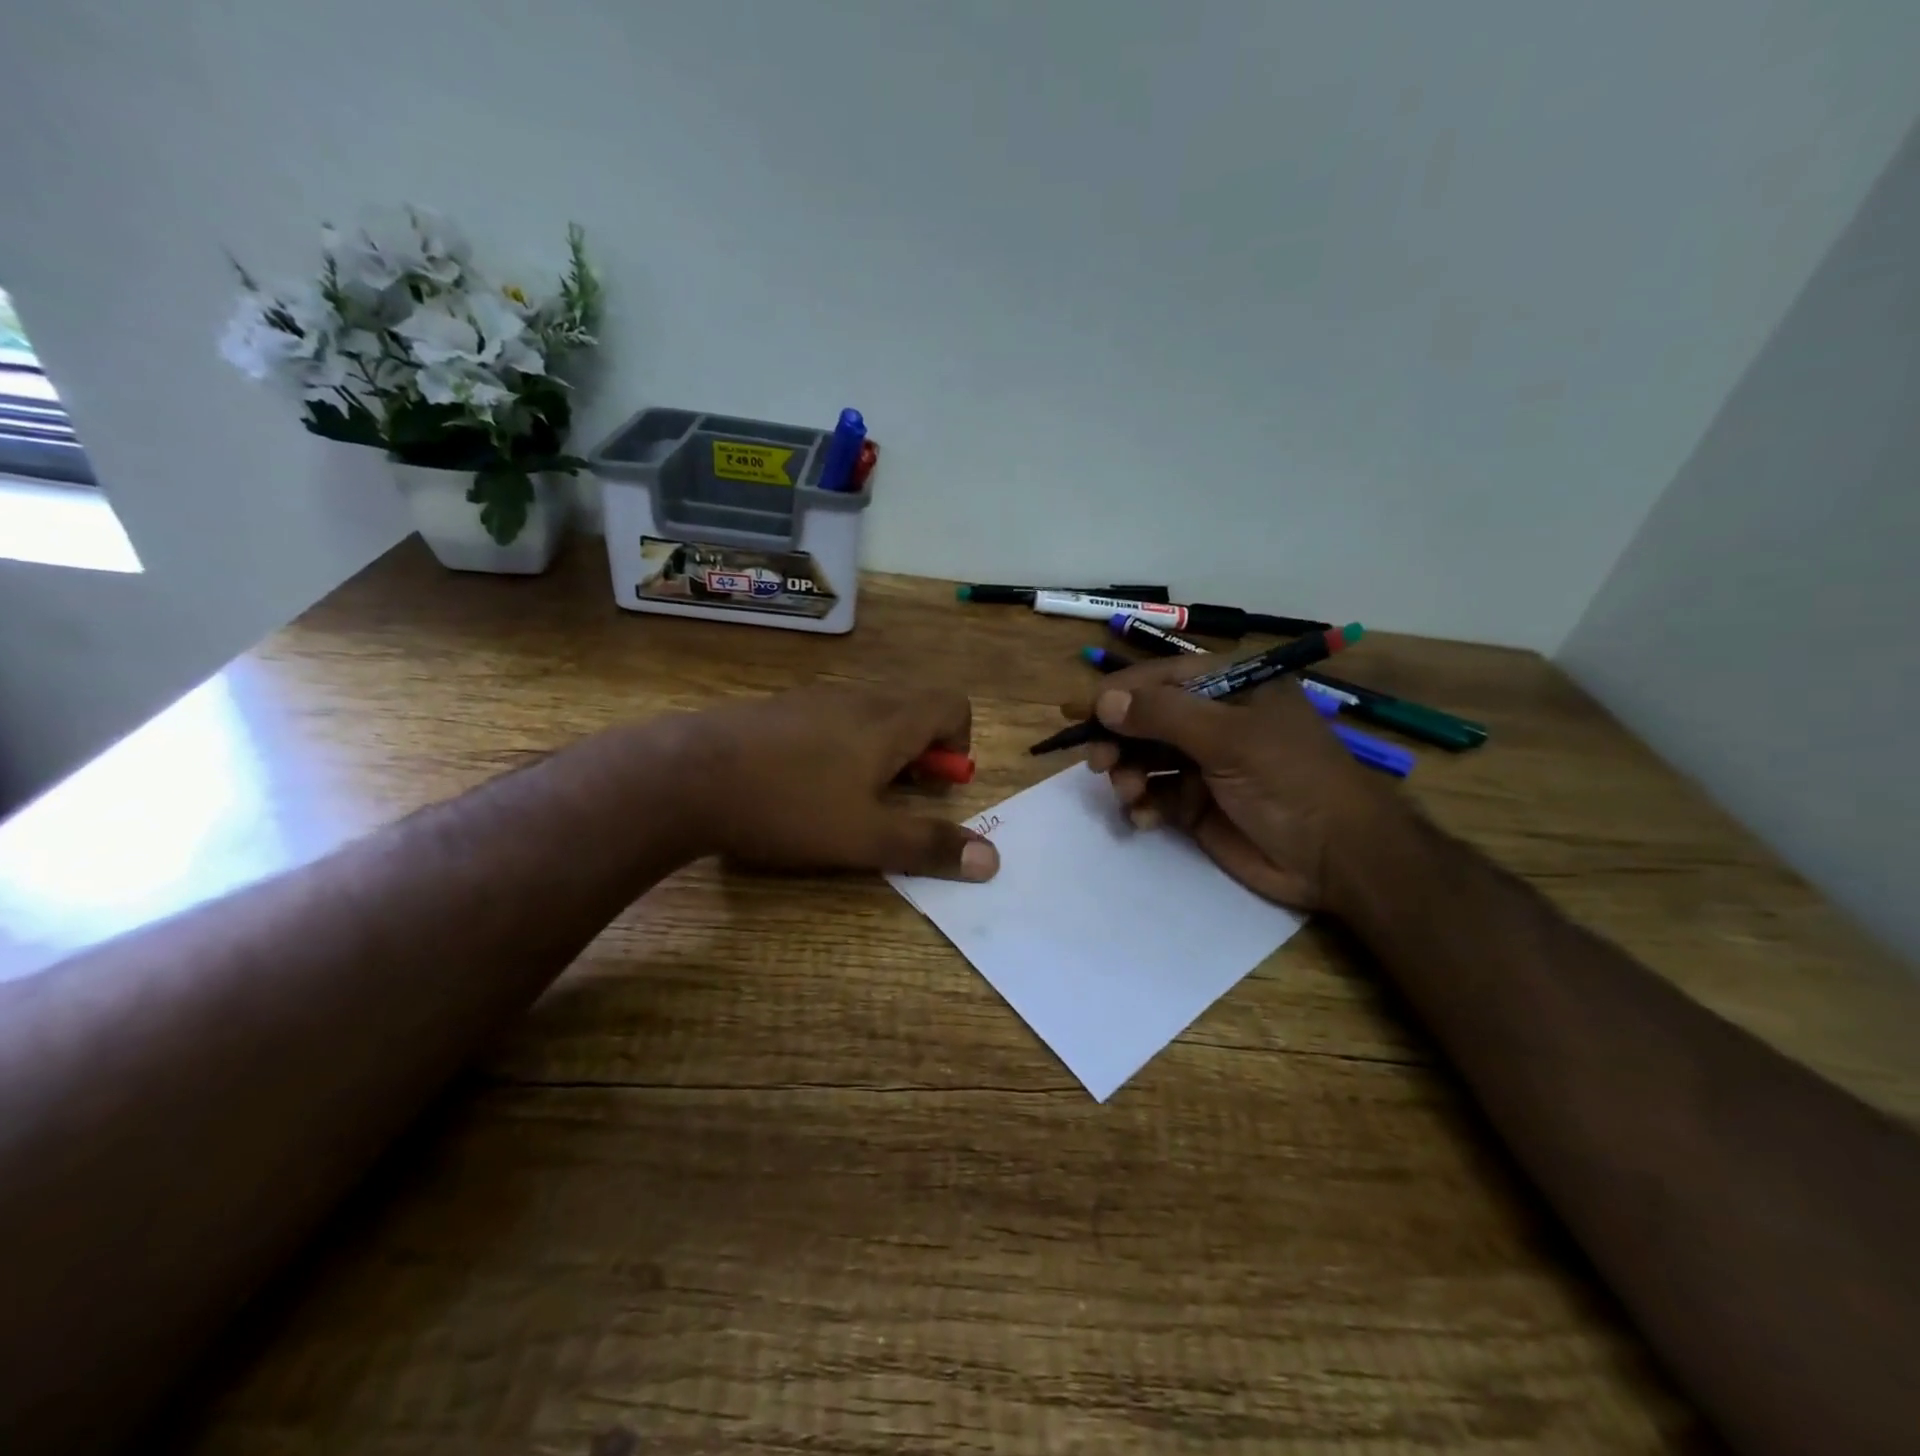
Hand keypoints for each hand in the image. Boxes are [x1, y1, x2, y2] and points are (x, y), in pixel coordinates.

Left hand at [678, 682, 999, 880]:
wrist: (687, 776)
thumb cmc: (790, 806)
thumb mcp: (866, 838)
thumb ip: (929, 845)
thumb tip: (993, 859)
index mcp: (890, 721)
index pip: (953, 704)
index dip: (959, 743)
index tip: (936, 785)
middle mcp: (857, 698)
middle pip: (913, 708)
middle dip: (919, 753)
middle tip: (894, 797)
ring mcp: (813, 698)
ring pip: (869, 714)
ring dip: (878, 750)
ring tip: (847, 796)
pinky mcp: (777, 708)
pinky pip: (829, 718)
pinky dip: (838, 745)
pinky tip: (801, 783)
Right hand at [1075, 656, 1410, 910]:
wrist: (1337, 858)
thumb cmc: (1290, 781)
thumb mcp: (1229, 739)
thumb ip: (1164, 715)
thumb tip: (1104, 701)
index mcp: (1230, 688)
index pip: (1159, 678)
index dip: (1117, 693)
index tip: (1077, 711)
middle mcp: (1213, 720)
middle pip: (1145, 719)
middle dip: (1118, 738)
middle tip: (1097, 761)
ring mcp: (1204, 763)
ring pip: (1144, 758)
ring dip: (1127, 773)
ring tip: (1127, 792)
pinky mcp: (1197, 804)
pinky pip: (1154, 795)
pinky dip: (1143, 805)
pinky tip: (1145, 817)